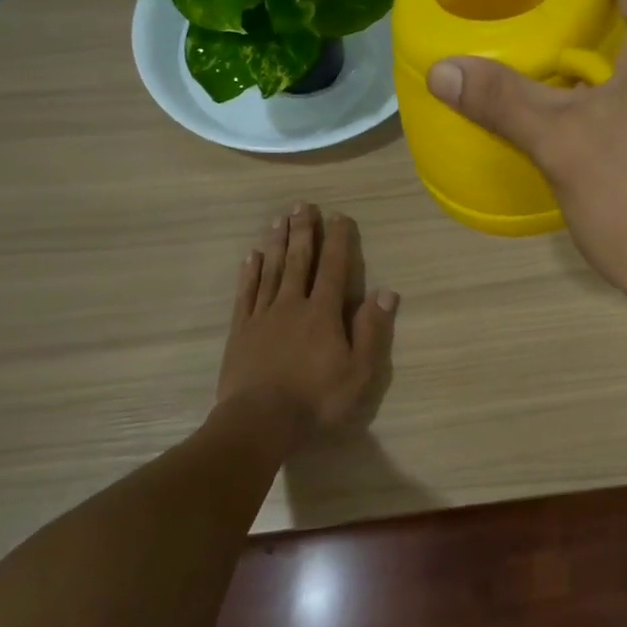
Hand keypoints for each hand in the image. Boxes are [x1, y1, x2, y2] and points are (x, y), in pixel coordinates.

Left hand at [216, 204, 397, 440]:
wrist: (259, 422)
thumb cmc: (316, 400)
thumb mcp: (359, 372)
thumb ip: (371, 330)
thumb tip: (386, 292)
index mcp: (323, 313)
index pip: (333, 268)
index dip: (338, 240)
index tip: (339, 216)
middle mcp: (292, 305)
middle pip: (299, 261)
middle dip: (303, 231)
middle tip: (302, 204)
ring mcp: (262, 316)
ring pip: (271, 270)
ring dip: (277, 243)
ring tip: (278, 219)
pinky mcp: (240, 331)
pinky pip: (246, 293)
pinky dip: (250, 272)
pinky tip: (251, 256)